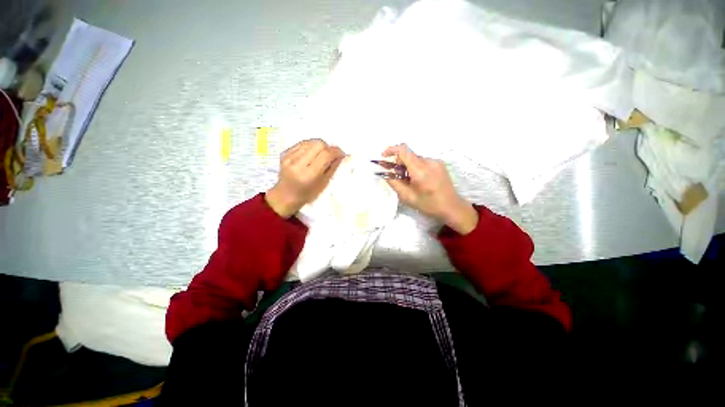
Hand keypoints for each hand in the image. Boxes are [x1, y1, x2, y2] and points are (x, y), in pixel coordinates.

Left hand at [266, 139, 343, 217]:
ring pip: (310, 142)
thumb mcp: (323, 184)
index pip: (325, 155)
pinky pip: (302, 143)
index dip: (336, 152)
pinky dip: (310, 147)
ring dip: (319, 147)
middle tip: (330, 155)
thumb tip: (340, 155)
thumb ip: (332, 168)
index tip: (341, 154)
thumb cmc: (307, 194)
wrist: (285, 195)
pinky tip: (311, 155)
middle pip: (318, 144)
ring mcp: (289, 157)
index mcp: (309, 175)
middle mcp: (298, 164)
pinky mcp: (285, 153)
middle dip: (328, 148)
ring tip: (320, 156)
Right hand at [382, 144, 477, 234]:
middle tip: (397, 176)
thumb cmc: (428, 205)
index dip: (391, 150)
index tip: (384, 157)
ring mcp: (436, 162)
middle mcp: (429, 162)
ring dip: (408, 166)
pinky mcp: (439, 164)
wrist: (451, 207)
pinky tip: (419, 180)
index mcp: (420, 171)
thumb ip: (394, 182)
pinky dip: (416, 167)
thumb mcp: (407, 197)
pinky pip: (422, 161)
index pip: (403, 150)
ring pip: (415, 158)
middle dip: (399, 163)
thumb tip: (385, 172)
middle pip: (408, 155)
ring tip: (410, 181)